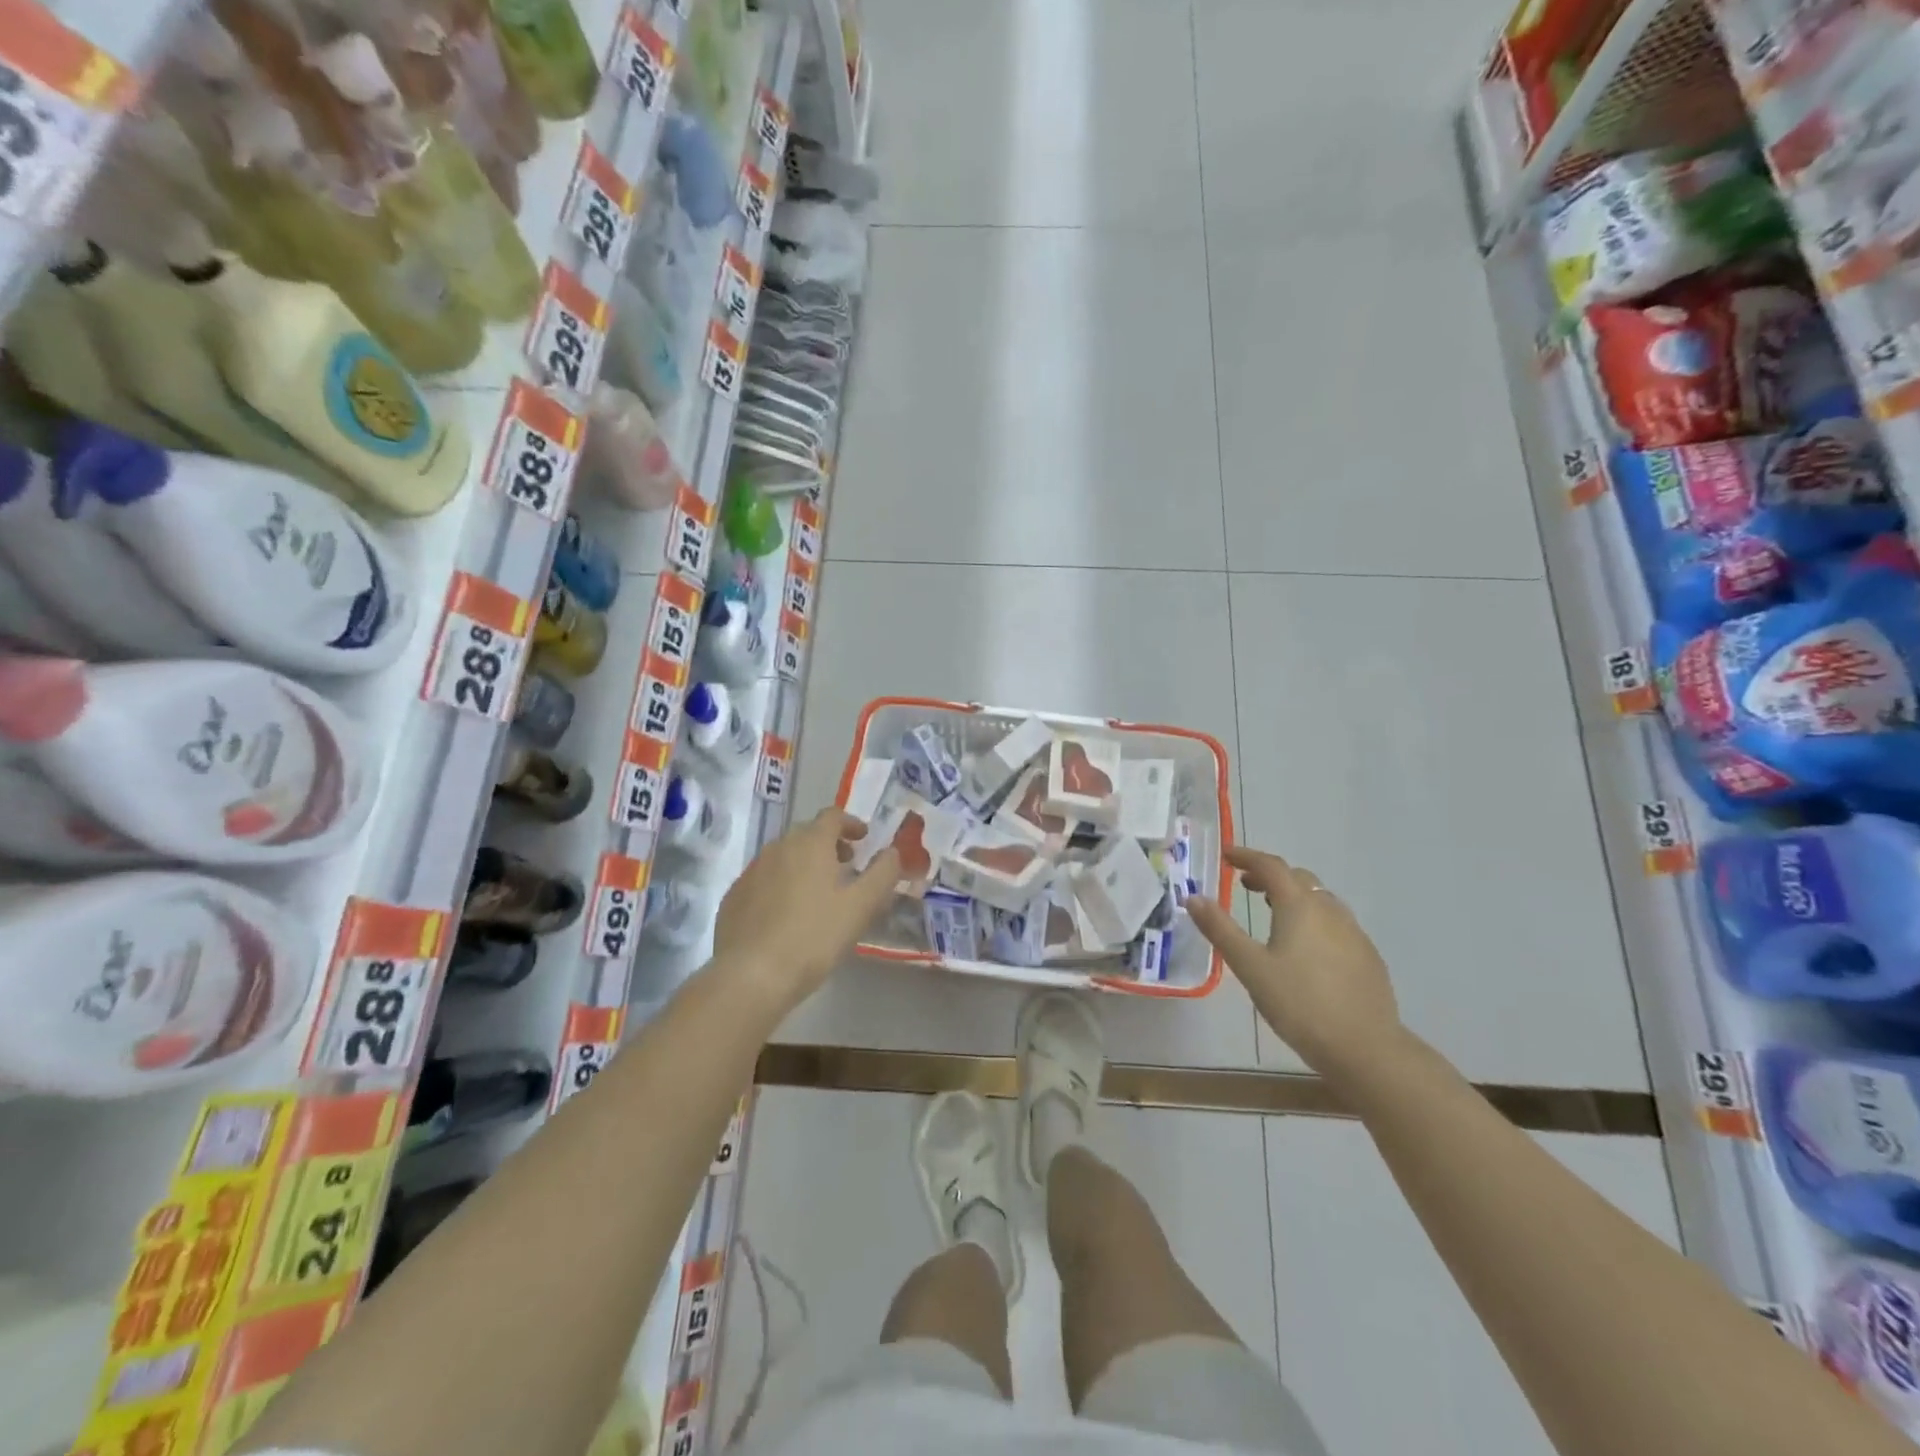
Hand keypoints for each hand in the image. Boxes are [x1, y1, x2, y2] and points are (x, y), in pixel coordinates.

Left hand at [713, 808, 899, 1015]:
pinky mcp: (733, 896)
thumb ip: (883, 873)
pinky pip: (764, 879)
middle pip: (807, 834)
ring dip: (804, 864)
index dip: (851, 823)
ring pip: (783, 856)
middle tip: (846, 865)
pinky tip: (788, 913)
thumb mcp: (862, 906)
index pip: (833, 816)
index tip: (864, 839)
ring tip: (819, 891)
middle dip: (829, 844)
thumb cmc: (814, 936)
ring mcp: (751, 871)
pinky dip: (781, 884)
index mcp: (810, 843)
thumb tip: (893, 851)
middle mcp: (777, 847)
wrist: (752, 975)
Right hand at [1185, 847, 1401, 1076]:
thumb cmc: (1299, 1004)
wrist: (1365, 1048)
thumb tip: (1193, 897)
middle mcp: (1329, 910)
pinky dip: (1314, 919)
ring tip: (1273, 912)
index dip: (1246, 856)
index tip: (1226, 856)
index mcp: (1299, 906)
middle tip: (1244, 885)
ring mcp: (1354, 933)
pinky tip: (1306, 948)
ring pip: (1320, 900)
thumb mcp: (1250, 967)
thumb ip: (1221, 929)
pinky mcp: (1368, 957)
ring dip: (1294, 896)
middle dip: (1270, 876)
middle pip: (1298, 878)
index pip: (1271, 866)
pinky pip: (1336, 923)